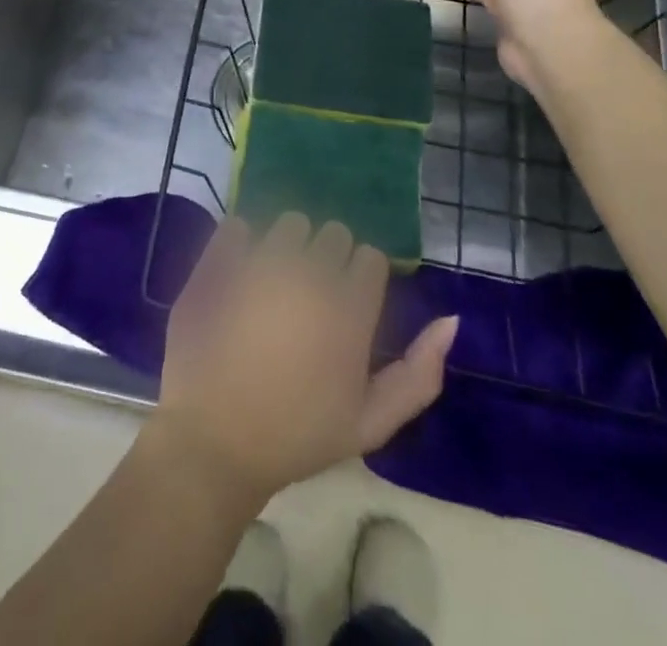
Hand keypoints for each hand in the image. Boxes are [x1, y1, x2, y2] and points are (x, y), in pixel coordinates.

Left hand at [151, 213, 458, 508]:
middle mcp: (310, 274)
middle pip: (333, 233)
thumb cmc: (298, 437)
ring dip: (289, 244)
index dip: (361, 278)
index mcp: (350, 309)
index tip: (348, 302)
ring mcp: (261, 263)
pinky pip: (238, 226)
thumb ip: (419, 375)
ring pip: (290, 223)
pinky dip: (241, 241)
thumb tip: (452, 319)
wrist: (215, 443)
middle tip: (311, 295)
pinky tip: (239, 270)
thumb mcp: (370, 424)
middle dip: (328, 257)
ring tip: (276, 281)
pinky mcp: (220, 261)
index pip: (370, 257)